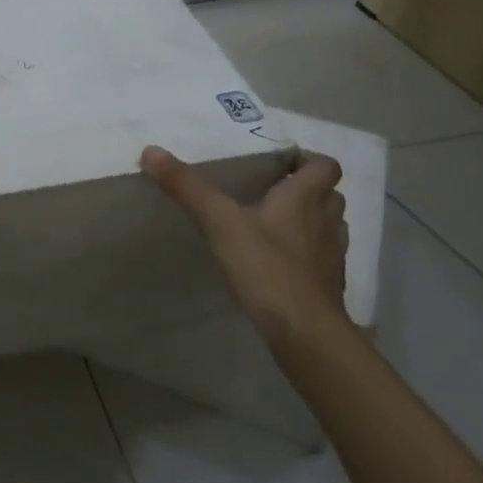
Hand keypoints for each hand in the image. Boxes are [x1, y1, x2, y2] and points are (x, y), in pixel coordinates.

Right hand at [140, 144, 347, 348]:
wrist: (306, 333)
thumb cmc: (267, 268)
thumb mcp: (220, 222)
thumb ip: (187, 187)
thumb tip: (151, 150)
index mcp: (305, 199)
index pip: (325, 165)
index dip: (307, 159)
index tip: (279, 164)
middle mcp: (326, 222)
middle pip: (329, 194)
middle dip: (305, 189)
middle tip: (271, 191)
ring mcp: (332, 256)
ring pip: (328, 226)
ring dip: (309, 220)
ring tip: (274, 225)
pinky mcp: (329, 285)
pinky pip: (321, 258)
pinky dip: (305, 253)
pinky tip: (278, 263)